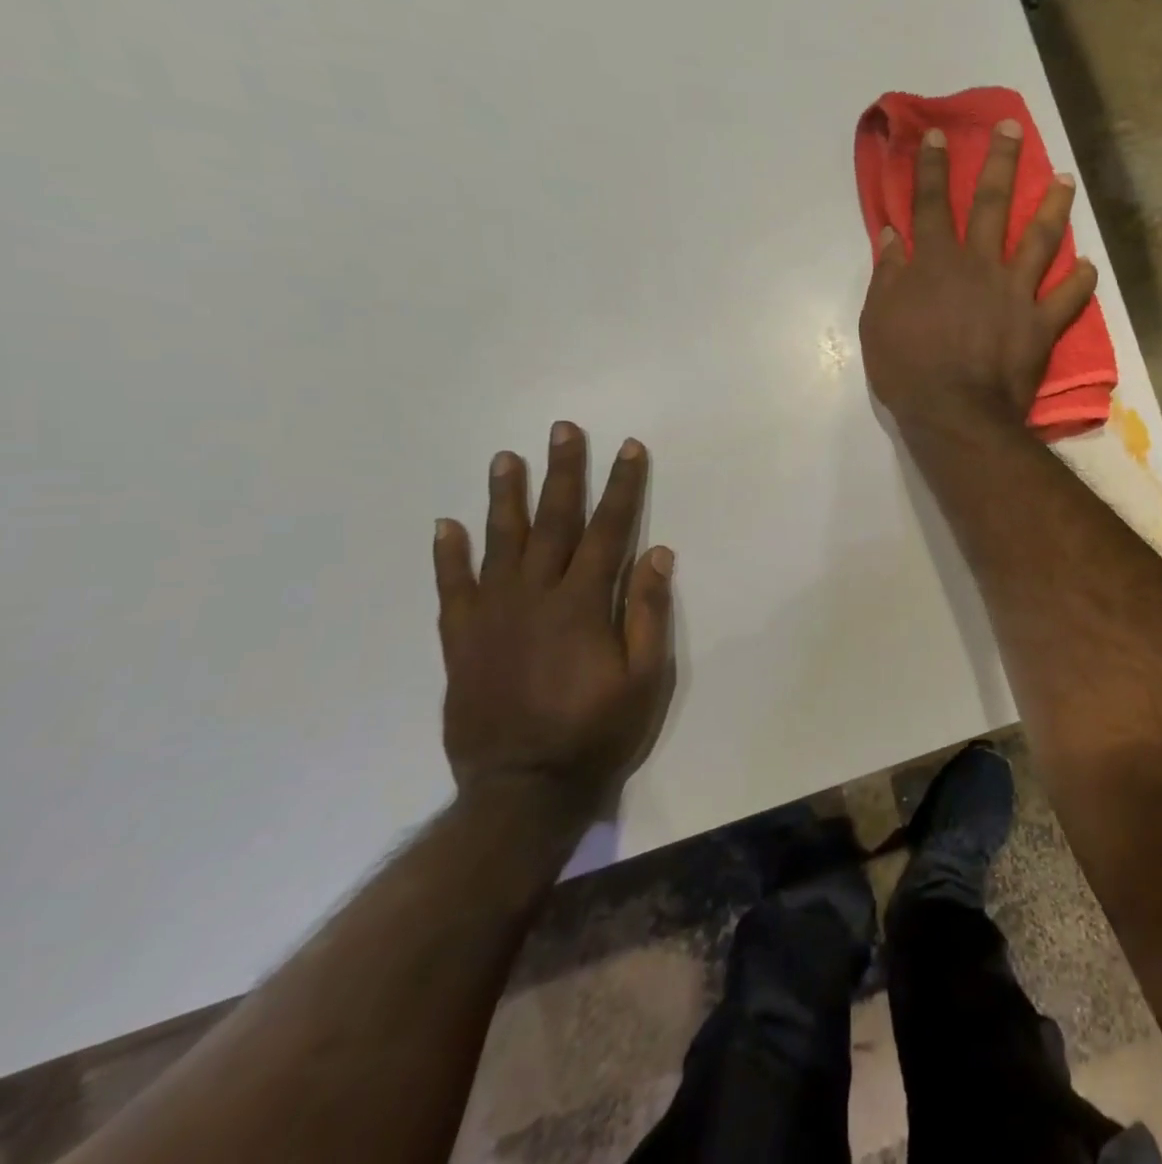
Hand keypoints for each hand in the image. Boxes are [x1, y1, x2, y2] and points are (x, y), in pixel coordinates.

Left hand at [433, 422, 673, 820]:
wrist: (522, 790)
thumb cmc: (597, 732)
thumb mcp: (645, 678)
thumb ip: (646, 612)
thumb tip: (656, 552)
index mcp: (582, 603)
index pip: (609, 529)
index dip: (622, 486)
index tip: (629, 448)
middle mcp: (534, 597)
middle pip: (553, 522)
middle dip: (563, 473)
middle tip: (562, 430)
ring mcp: (491, 616)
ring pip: (498, 543)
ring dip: (505, 497)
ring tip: (506, 458)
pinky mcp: (461, 641)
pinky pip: (451, 588)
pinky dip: (448, 555)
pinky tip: (447, 525)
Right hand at [859, 121, 1096, 435]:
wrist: (956, 413)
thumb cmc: (908, 370)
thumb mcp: (878, 321)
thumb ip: (887, 275)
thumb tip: (891, 235)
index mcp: (936, 262)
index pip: (931, 204)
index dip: (931, 167)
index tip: (937, 135)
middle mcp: (980, 265)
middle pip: (991, 204)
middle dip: (1001, 161)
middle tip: (1013, 128)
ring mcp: (1016, 292)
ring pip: (1040, 238)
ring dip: (1054, 206)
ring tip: (1066, 180)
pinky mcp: (1041, 323)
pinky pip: (1068, 298)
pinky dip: (1081, 281)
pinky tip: (1089, 265)